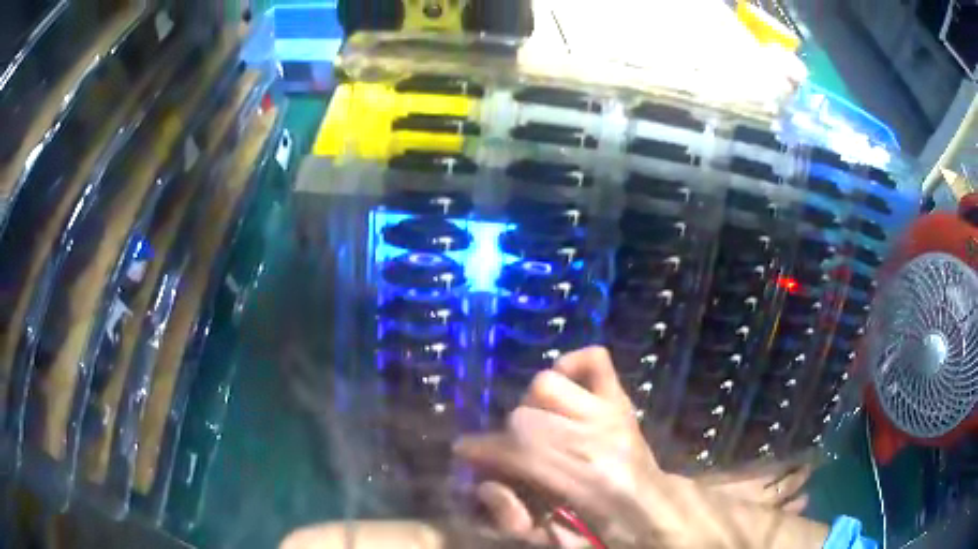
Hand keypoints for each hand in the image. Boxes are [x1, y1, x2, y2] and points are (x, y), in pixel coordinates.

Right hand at [455, 347, 827, 548]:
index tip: (466, 455)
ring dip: (533, 409)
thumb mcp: (550, 541)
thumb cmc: (604, 537)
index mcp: (584, 479)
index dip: (482, 451)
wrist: (657, 516)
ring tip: (539, 430)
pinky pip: (593, 361)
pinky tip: (565, 390)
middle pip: (524, 415)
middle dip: (505, 439)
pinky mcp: (622, 402)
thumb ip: (510, 516)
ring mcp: (614, 413)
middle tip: (507, 456)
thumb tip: (484, 484)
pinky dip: (571, 365)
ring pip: (547, 384)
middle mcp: (600, 436)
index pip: (516, 448)